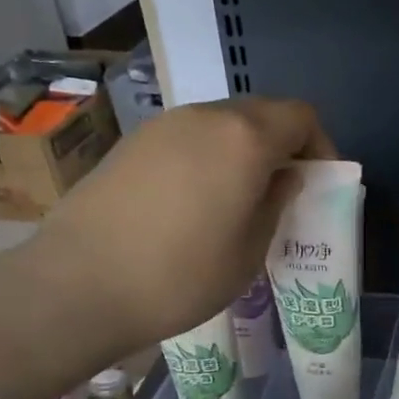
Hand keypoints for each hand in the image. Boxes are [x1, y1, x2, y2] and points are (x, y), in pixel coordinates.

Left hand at [29, 97, 333, 357]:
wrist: (78, 284)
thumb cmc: (180, 276)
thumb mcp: (248, 251)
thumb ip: (275, 204)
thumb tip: (283, 178)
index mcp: (244, 139)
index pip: (300, 116)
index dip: (320, 145)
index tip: (318, 183)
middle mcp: (205, 117)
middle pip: (261, 113)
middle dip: (282, 146)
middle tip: (283, 192)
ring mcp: (163, 126)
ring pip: (222, 124)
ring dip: (243, 151)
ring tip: (239, 200)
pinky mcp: (132, 143)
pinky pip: (187, 138)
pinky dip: (207, 157)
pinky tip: (195, 202)